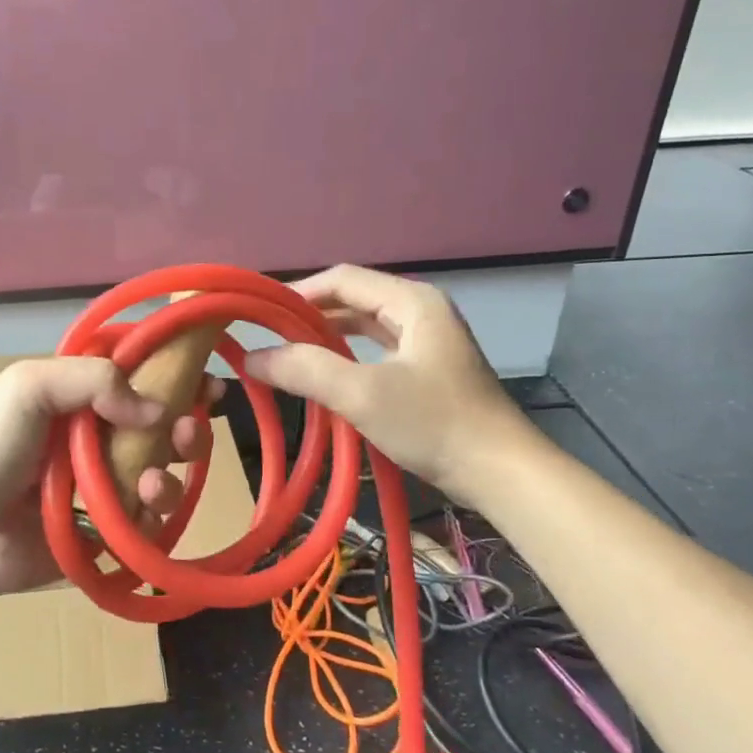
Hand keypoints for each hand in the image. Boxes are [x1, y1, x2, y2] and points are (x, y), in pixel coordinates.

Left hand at [0, 357, 217, 599]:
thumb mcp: (30, 388)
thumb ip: (95, 380)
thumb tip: (159, 410)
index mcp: (83, 399)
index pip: (144, 380)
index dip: (178, 379)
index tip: (207, 384)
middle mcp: (101, 439)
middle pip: (166, 430)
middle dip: (189, 429)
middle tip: (190, 433)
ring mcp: (106, 488)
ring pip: (167, 476)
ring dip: (174, 476)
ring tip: (153, 483)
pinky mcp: (107, 533)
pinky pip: (151, 524)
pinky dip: (157, 516)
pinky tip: (142, 510)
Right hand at [241, 265, 533, 505]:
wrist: (501, 474)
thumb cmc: (434, 424)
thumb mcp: (361, 394)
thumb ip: (304, 369)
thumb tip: (251, 358)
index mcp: (412, 301)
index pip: (341, 279)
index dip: (296, 293)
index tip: (258, 316)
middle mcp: (421, 311)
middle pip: (352, 300)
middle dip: (307, 316)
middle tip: (266, 338)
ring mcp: (427, 342)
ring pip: (364, 327)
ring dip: (325, 339)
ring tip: (285, 356)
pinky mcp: (428, 371)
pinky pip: (375, 352)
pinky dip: (345, 359)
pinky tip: (324, 378)